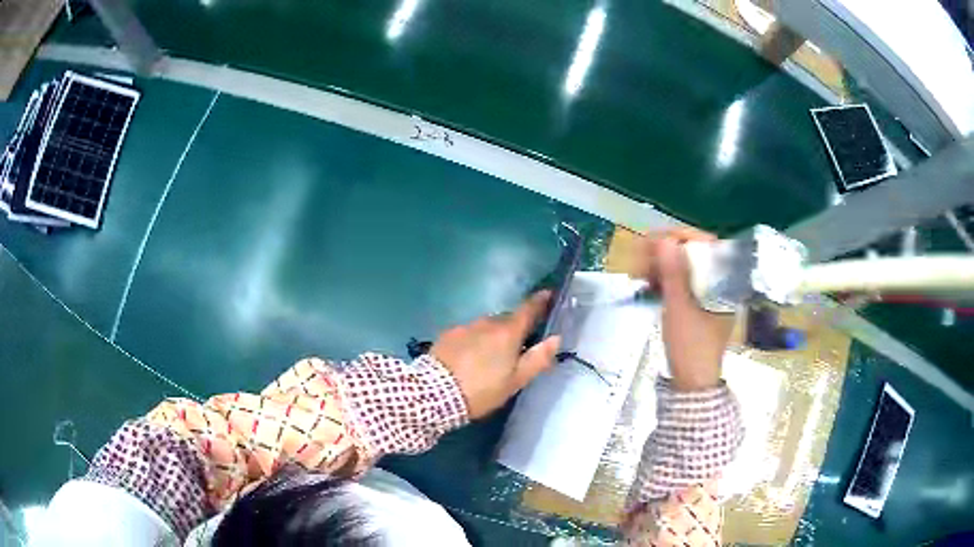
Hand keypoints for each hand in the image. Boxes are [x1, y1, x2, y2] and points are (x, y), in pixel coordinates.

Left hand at [431, 292, 561, 418]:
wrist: (435, 393)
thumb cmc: (482, 390)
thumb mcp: (515, 381)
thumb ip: (538, 359)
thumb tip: (556, 338)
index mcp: (508, 332)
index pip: (528, 309)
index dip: (540, 301)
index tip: (548, 294)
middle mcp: (487, 322)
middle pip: (507, 320)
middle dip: (514, 328)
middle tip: (516, 348)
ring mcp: (465, 326)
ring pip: (486, 326)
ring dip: (492, 335)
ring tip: (489, 357)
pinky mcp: (448, 334)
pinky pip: (468, 332)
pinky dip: (474, 340)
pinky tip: (469, 358)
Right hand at [635, 228, 733, 390]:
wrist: (692, 382)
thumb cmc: (690, 347)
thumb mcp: (679, 308)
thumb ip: (673, 273)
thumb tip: (664, 240)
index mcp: (726, 281)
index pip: (707, 244)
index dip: (680, 237)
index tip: (656, 241)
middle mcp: (721, 282)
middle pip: (694, 253)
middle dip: (666, 252)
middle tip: (642, 259)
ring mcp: (710, 293)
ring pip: (685, 266)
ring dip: (661, 265)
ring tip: (641, 273)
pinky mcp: (698, 302)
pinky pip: (682, 280)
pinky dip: (665, 278)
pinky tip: (649, 283)